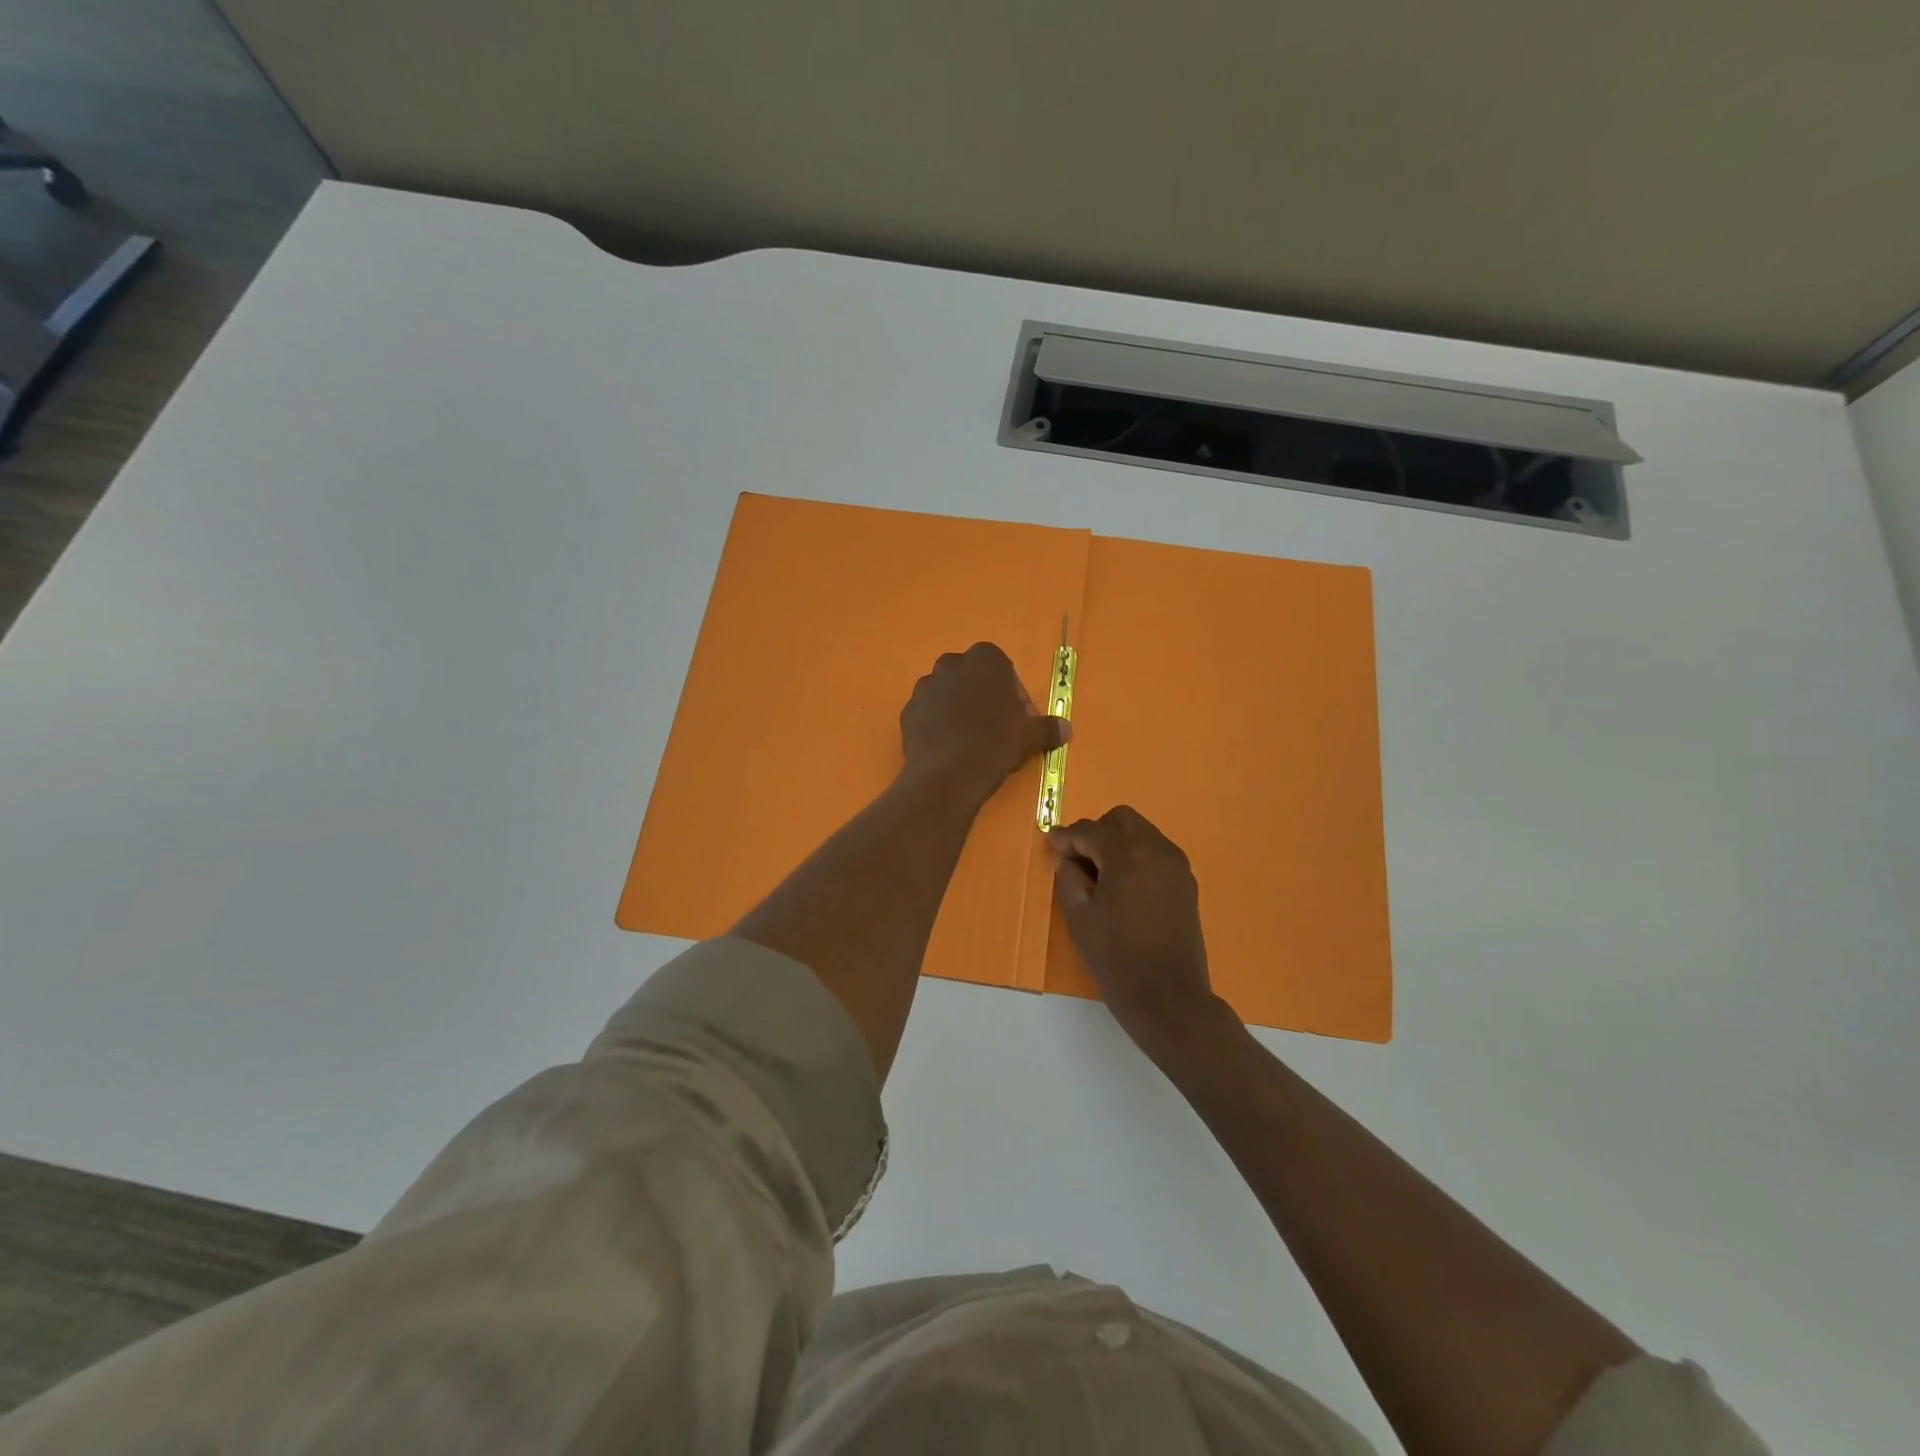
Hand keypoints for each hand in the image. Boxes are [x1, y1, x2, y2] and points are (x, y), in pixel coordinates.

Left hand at [900, 643, 1068, 804]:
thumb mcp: (1030, 736)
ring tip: (970, 742)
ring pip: (948, 694)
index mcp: (984, 660)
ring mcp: (925, 687)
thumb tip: (1066, 729)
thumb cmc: (995, 745)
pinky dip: (938, 725)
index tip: (1017, 718)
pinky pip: (929, 714)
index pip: (1002, 668)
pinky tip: (949, 749)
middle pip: (972, 678)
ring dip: (959, 710)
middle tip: (995, 729)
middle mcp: (951, 665)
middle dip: (983, 697)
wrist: (948, 776)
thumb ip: (1048, 728)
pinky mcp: (908, 711)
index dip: (1012, 693)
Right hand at [1048, 806, 1228, 1059]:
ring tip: (1100, 875)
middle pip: (1121, 820)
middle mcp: (1156, 848)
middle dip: (1096, 832)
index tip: (1050, 845)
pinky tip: (1123, 886)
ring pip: (1141, 833)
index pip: (1090, 831)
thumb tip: (1068, 857)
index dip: (1066, 837)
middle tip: (1077, 860)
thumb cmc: (1116, 957)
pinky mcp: (1186, 882)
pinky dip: (1136, 857)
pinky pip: (1156, 852)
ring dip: (1117, 843)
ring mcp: (1176, 864)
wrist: (1169, 997)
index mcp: (1128, 854)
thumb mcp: (1079, 916)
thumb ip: (1069, 876)